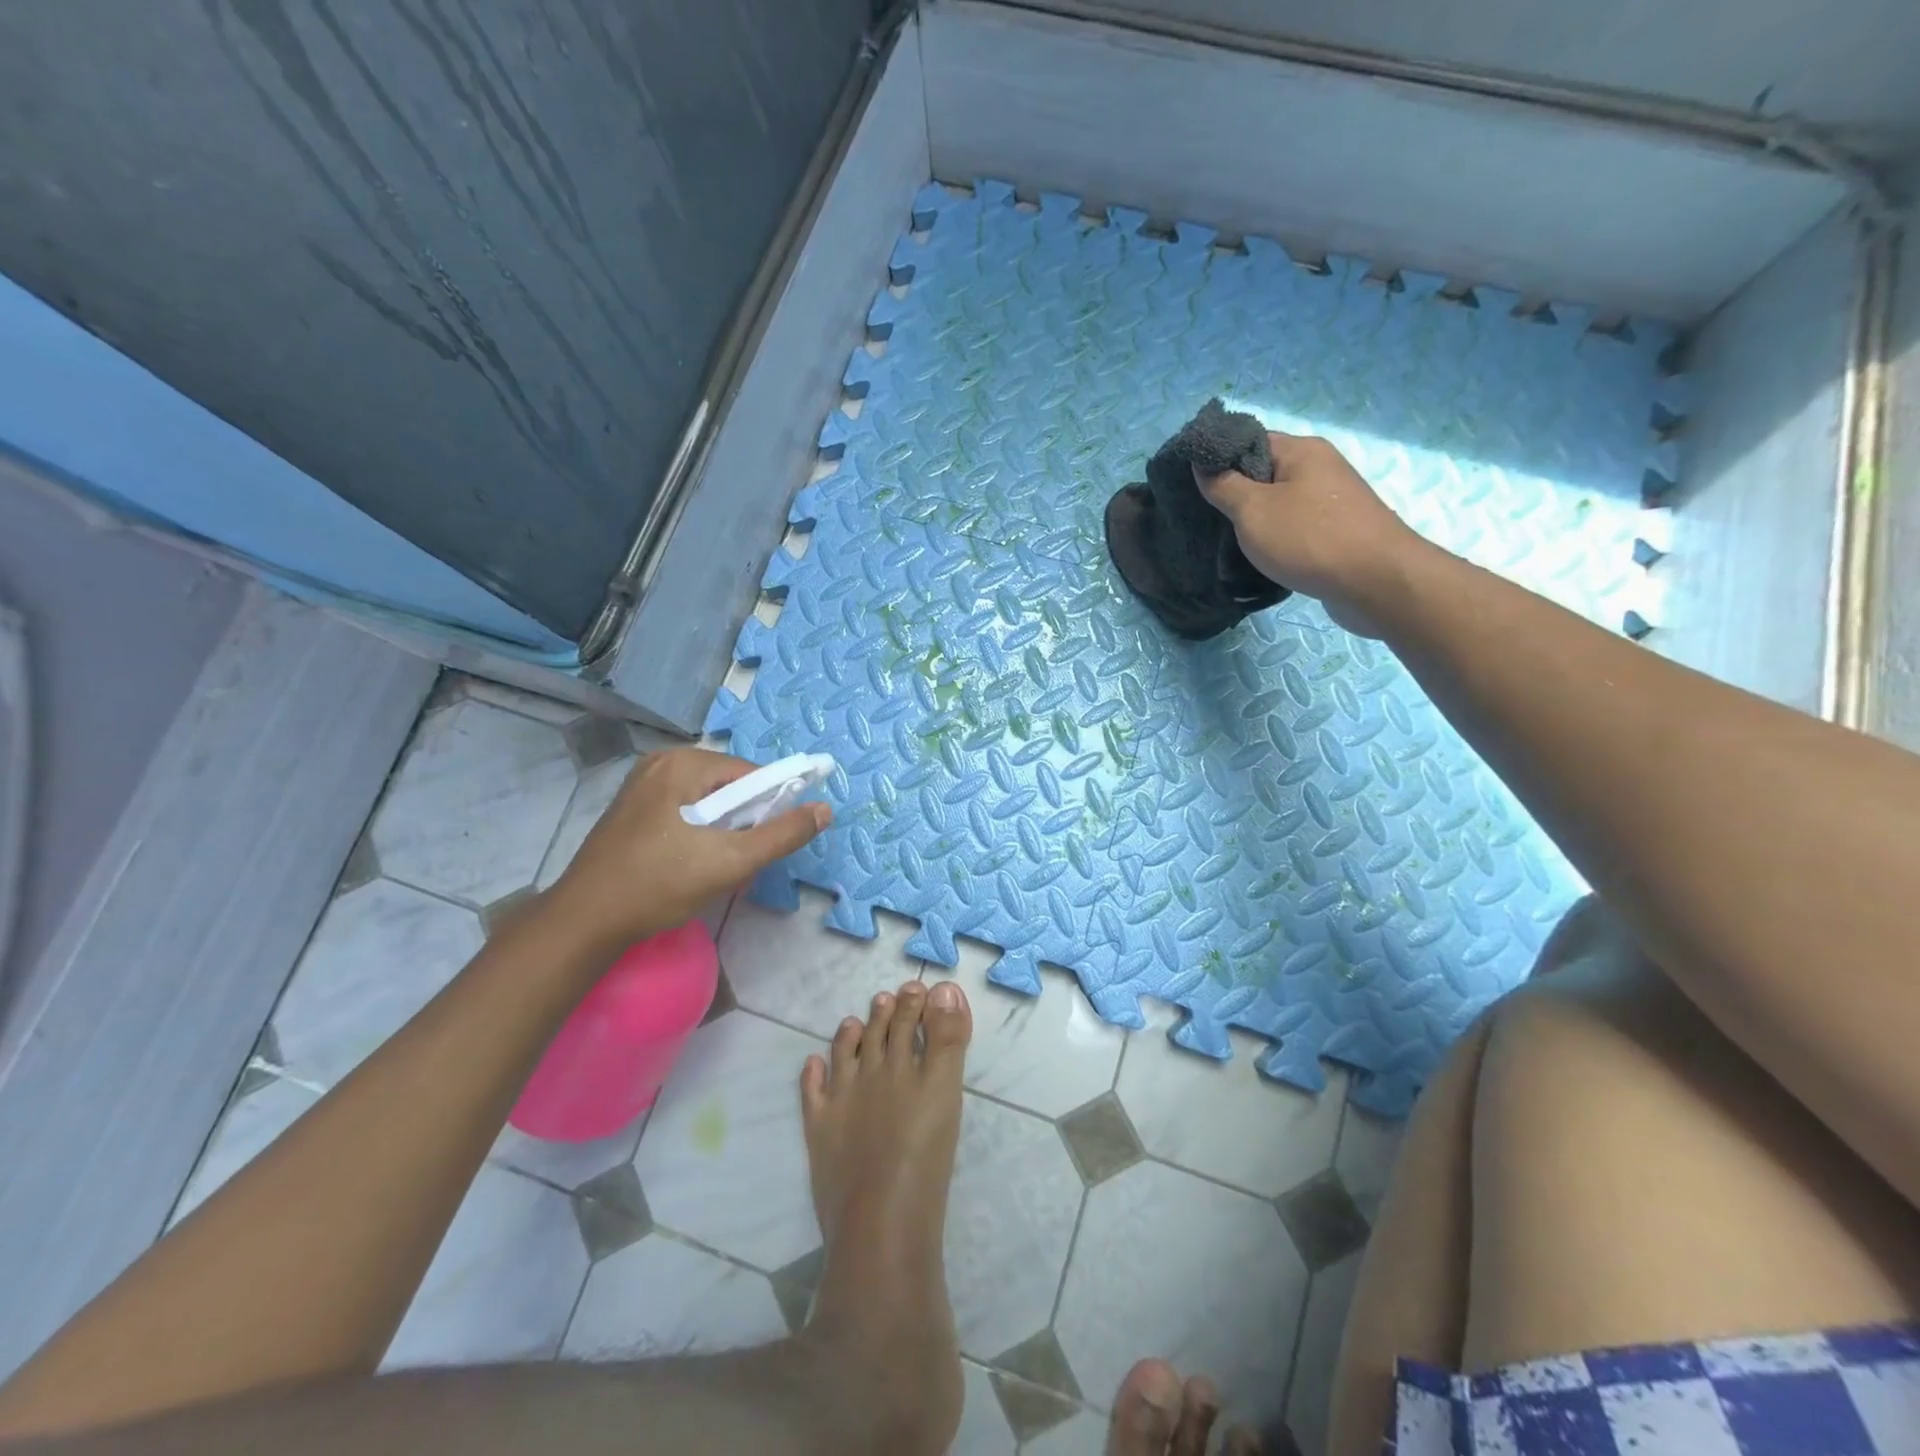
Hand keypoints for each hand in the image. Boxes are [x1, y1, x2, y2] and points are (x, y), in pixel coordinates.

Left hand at [544, 747, 829, 951]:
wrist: (585, 921)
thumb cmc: (659, 885)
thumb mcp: (731, 861)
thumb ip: (782, 834)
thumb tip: (825, 809)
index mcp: (683, 763)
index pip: (750, 774)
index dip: (769, 807)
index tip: (765, 843)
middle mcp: (661, 761)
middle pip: (728, 786)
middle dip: (743, 820)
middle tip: (736, 859)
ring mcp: (642, 783)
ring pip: (707, 800)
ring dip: (722, 829)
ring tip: (713, 864)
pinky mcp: (632, 807)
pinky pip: (684, 808)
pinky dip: (698, 830)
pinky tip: (689, 861)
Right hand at [1195, 432, 1423, 636]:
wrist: (1376, 582)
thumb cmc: (1309, 539)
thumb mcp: (1253, 510)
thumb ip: (1223, 485)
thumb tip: (1203, 464)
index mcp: (1302, 450)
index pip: (1249, 441)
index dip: (1218, 459)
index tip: (1192, 484)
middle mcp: (1320, 466)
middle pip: (1264, 472)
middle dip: (1234, 493)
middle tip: (1205, 517)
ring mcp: (1332, 500)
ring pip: (1280, 502)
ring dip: (1255, 520)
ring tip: (1228, 540)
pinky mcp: (1338, 530)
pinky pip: (1296, 525)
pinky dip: (1276, 537)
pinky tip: (1261, 556)